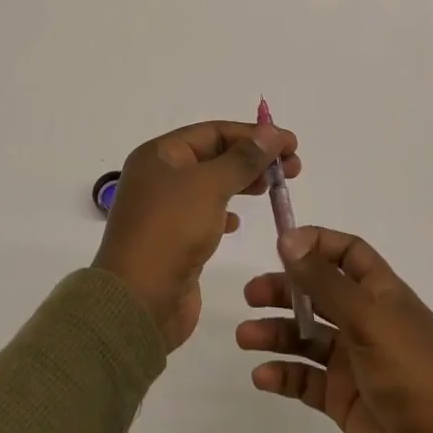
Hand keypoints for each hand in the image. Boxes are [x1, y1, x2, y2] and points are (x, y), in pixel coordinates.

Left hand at [94, 120, 298, 352]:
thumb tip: (271, 132)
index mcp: (159, 155)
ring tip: (275, 188)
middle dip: (254, 158)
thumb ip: (243, 158)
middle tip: (293, 168)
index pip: (213, 132)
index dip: (253, 134)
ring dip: (243, 182)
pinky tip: (239, 221)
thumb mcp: (210, 185)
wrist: (139, 301)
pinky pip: (205, 214)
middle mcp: (159, 176)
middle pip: (214, 156)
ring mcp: (165, 209)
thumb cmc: (171, 231)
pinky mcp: (173, 239)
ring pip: (212, 185)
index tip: (291, 143)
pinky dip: (226, 212)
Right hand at [237, 227, 432, 432]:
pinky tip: (262, 376)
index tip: (280, 245)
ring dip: (276, 332)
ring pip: (306, 336)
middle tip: (250, 295)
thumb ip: (326, 282)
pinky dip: (283, 375)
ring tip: (246, 338)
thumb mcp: (370, 321)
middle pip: (319, 293)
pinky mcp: (344, 401)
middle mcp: (368, 323)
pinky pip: (306, 379)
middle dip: (285, 289)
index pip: (348, 253)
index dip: (316, 243)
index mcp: (384, 296)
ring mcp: (355, 363)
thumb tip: (289, 240)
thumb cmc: (414, 378)